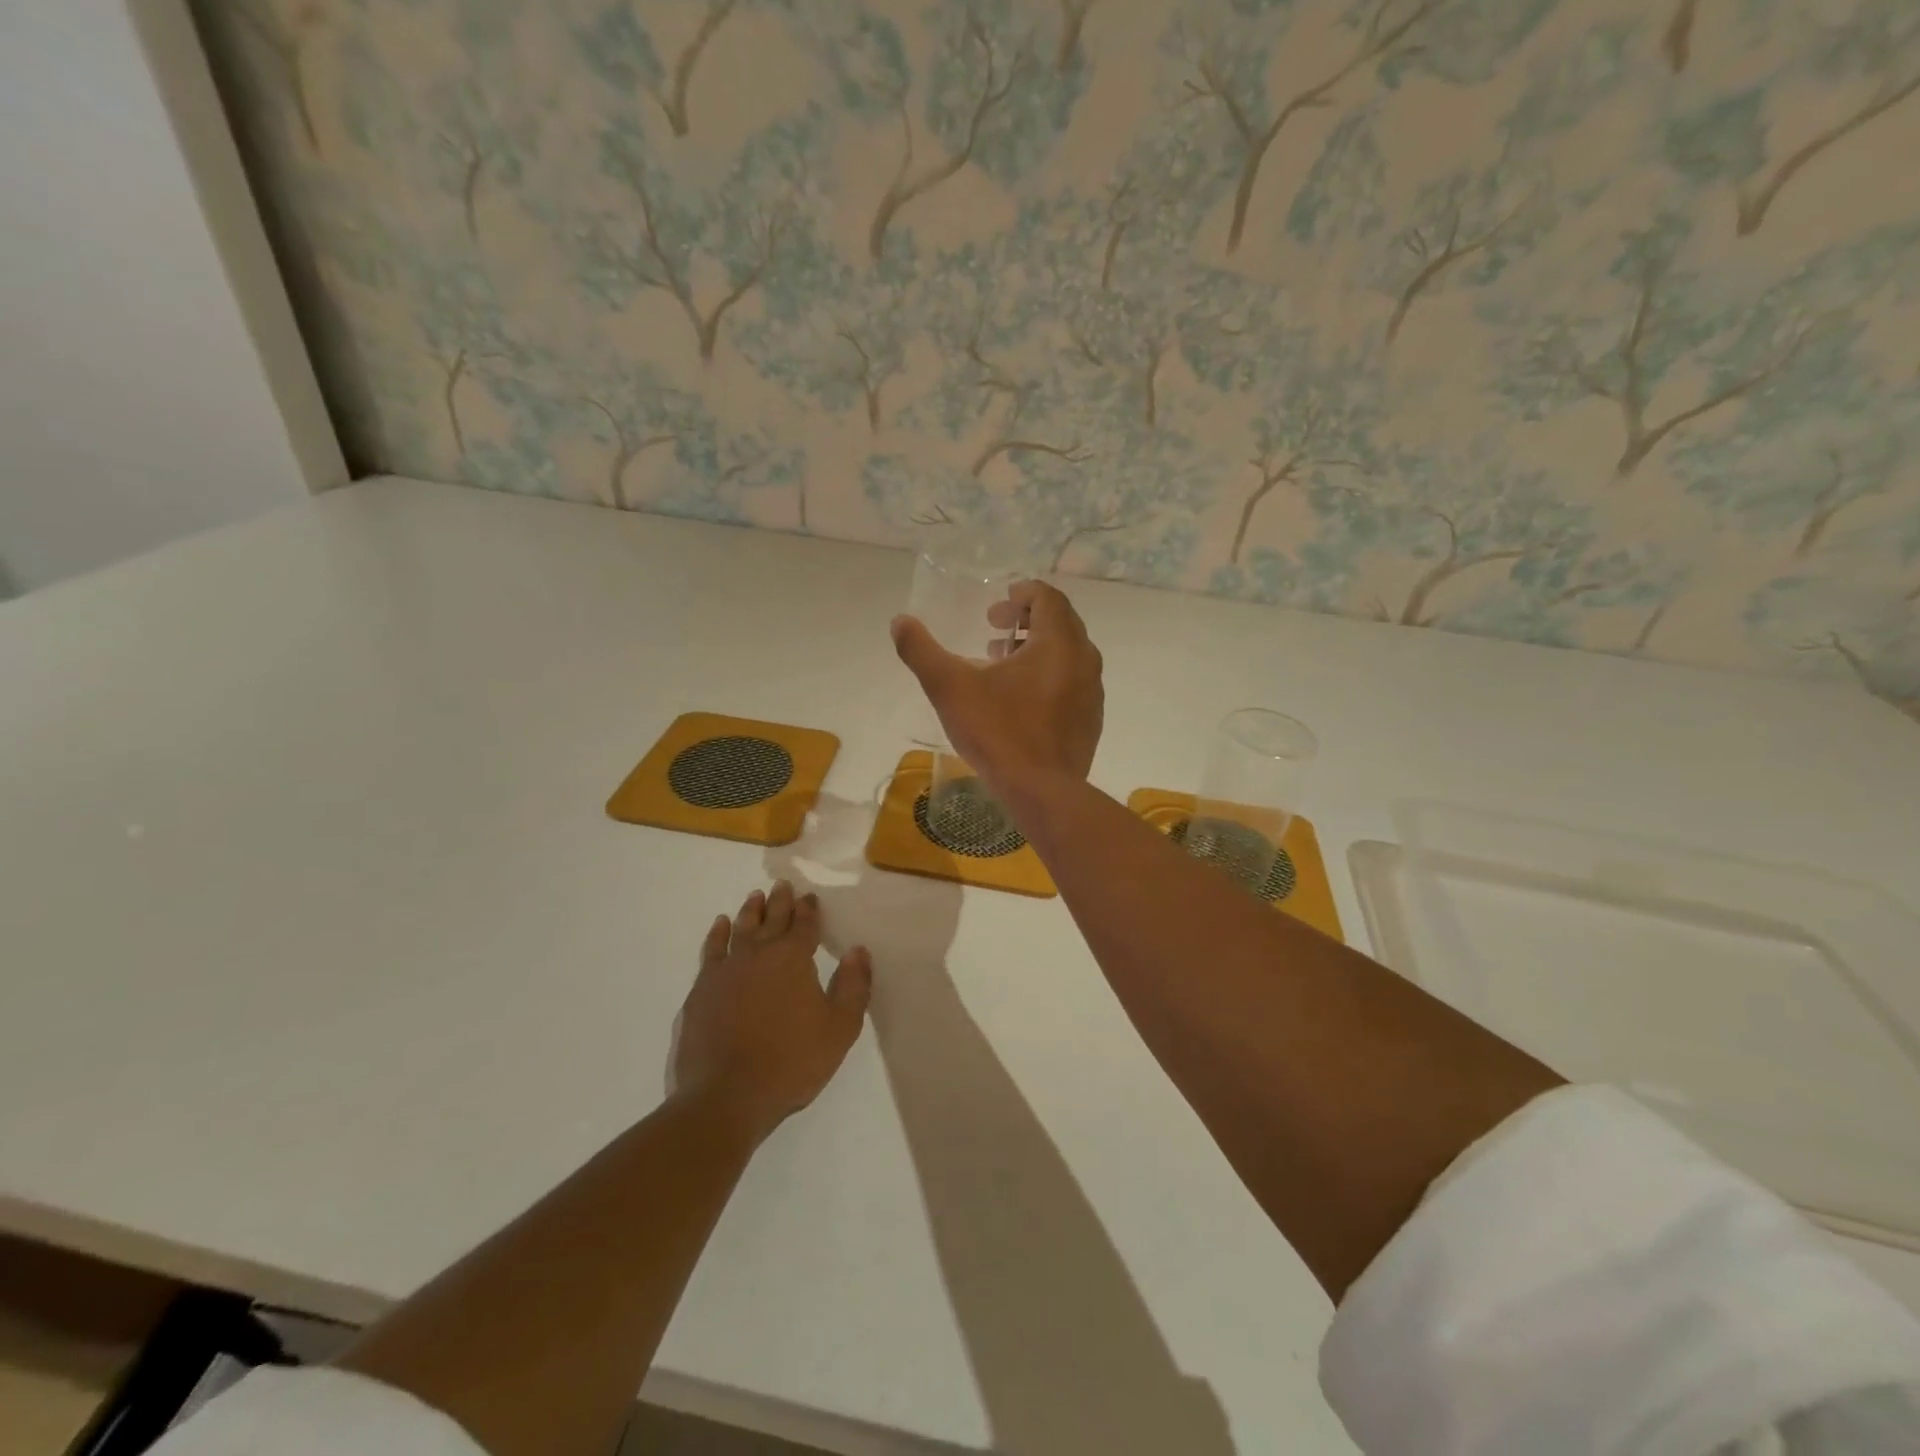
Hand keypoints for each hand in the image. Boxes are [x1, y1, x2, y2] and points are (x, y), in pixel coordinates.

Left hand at [671, 882, 872, 1142]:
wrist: (725, 1096)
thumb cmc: (791, 1062)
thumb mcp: (839, 1028)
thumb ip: (853, 986)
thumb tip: (858, 951)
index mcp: (793, 959)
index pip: (804, 925)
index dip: (808, 910)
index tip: (809, 897)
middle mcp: (759, 954)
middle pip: (771, 919)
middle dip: (780, 901)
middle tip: (782, 884)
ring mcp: (726, 970)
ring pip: (740, 929)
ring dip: (749, 911)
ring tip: (754, 897)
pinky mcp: (702, 989)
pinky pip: (711, 950)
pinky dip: (717, 934)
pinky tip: (719, 926)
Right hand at [891, 579, 1103, 802]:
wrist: (1042, 792)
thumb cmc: (998, 732)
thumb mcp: (950, 687)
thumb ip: (921, 650)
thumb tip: (899, 621)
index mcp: (1058, 642)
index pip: (1048, 598)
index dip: (1022, 594)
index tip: (998, 604)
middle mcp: (1084, 660)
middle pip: (1060, 622)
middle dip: (1026, 619)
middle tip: (994, 627)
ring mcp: (1092, 692)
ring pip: (1067, 654)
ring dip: (1036, 649)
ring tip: (1001, 663)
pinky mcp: (1090, 720)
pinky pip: (1071, 683)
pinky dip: (1048, 676)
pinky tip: (1019, 700)